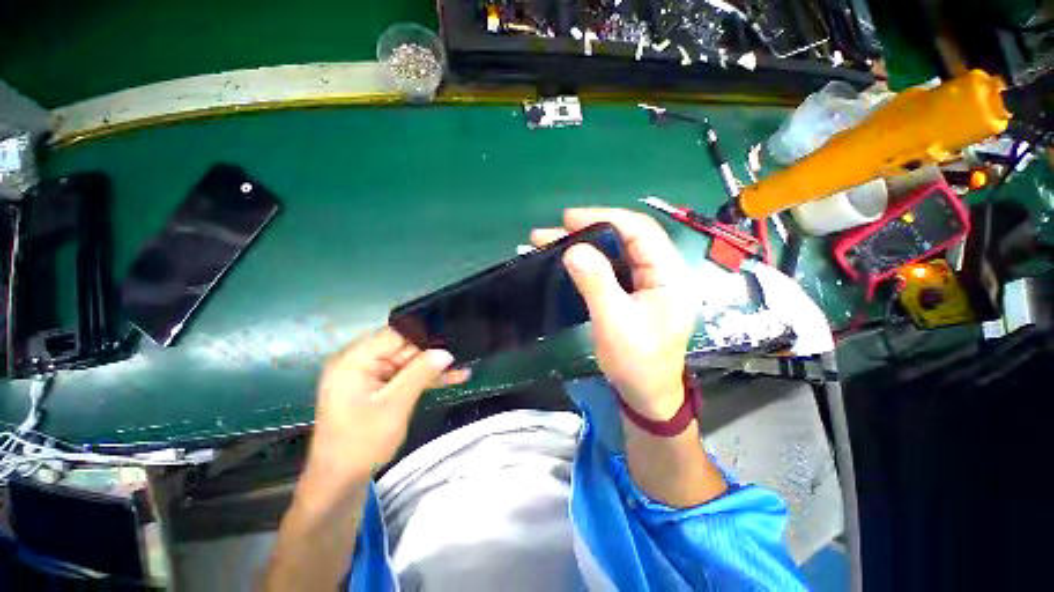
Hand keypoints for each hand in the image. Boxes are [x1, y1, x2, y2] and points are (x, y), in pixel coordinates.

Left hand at [303, 327, 470, 490]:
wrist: (339, 482)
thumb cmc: (361, 443)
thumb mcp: (395, 406)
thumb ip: (420, 374)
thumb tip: (446, 352)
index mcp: (354, 360)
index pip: (395, 333)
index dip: (424, 333)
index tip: (451, 333)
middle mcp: (360, 362)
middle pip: (403, 347)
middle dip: (433, 351)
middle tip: (463, 351)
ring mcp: (369, 375)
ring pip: (408, 362)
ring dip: (433, 367)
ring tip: (464, 367)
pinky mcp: (377, 387)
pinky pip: (405, 376)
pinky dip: (425, 378)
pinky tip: (452, 378)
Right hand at [531, 208, 696, 419]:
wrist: (646, 394)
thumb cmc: (637, 362)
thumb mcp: (615, 322)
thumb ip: (597, 283)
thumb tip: (574, 249)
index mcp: (669, 275)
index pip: (640, 231)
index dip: (605, 218)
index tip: (569, 218)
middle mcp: (661, 272)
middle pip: (626, 238)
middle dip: (589, 230)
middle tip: (554, 230)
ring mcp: (647, 282)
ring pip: (616, 251)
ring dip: (585, 244)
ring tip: (551, 241)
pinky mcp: (633, 292)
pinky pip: (610, 267)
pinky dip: (588, 261)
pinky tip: (567, 259)